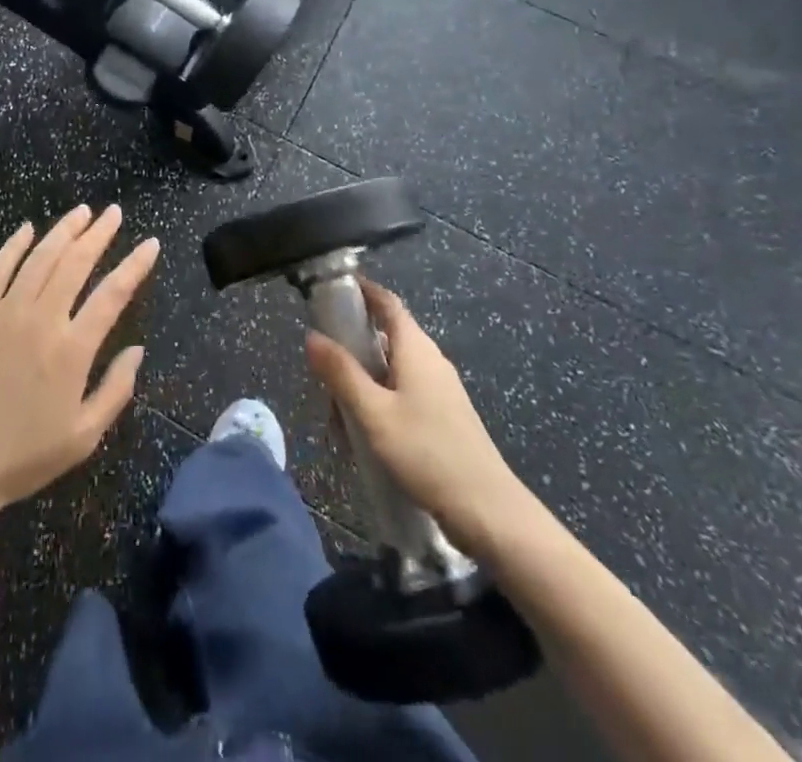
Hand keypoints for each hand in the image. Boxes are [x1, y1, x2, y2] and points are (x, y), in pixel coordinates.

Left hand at [0, 205, 157, 523]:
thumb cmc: (25, 455)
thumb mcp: (84, 436)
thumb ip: (116, 389)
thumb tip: (137, 349)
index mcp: (71, 350)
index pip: (112, 294)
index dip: (134, 265)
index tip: (150, 244)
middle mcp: (40, 320)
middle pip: (76, 262)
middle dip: (99, 233)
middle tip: (114, 213)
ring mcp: (3, 312)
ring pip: (39, 257)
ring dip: (63, 230)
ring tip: (82, 212)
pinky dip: (14, 245)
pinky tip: (27, 229)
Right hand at [306, 279, 536, 559]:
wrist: (489, 513)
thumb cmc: (427, 453)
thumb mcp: (374, 414)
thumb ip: (341, 373)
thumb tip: (312, 336)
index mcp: (415, 348)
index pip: (387, 302)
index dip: (361, 290)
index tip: (330, 289)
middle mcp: (430, 360)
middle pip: (384, 337)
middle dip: (351, 350)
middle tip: (322, 373)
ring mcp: (439, 389)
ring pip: (390, 370)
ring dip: (361, 384)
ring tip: (339, 419)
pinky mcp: (443, 416)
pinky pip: (402, 394)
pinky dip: (378, 403)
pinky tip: (365, 436)